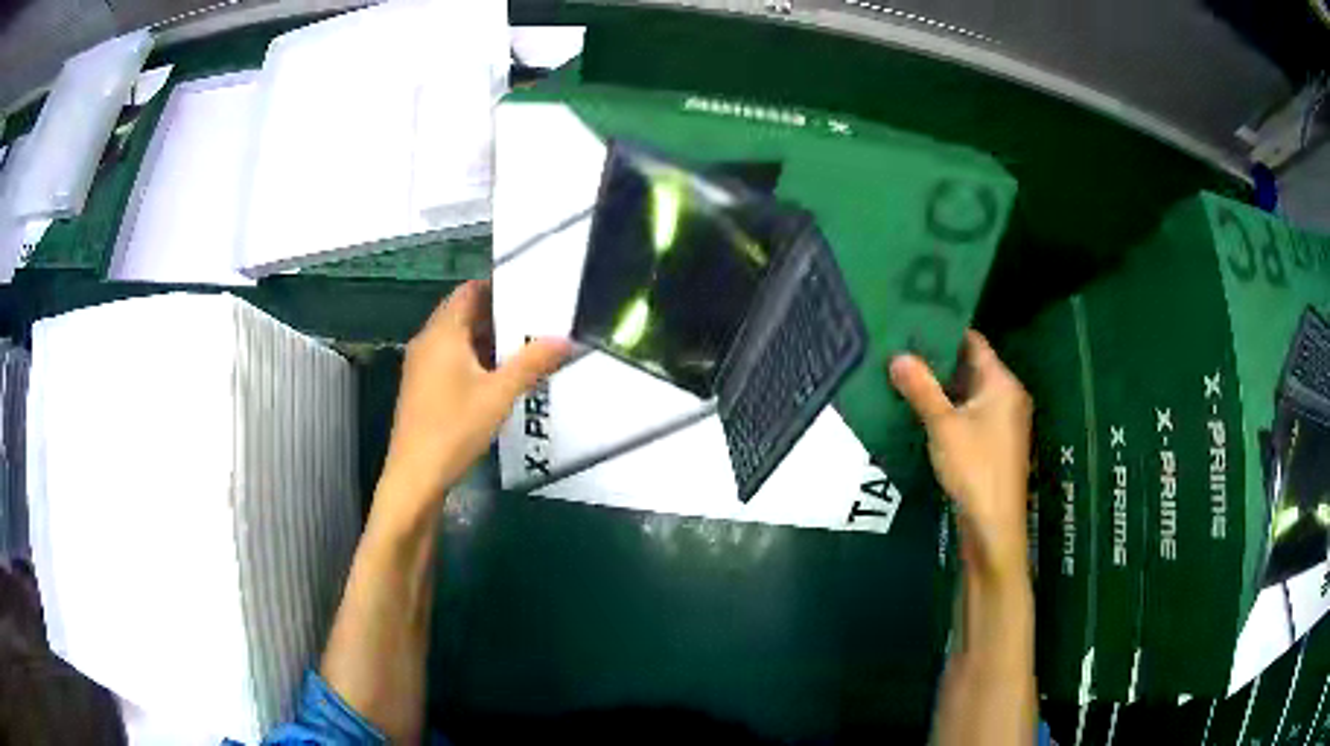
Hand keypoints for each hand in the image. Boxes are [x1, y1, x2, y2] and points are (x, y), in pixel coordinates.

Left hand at [376, 280, 568, 525]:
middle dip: (496, 315)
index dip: (497, 288)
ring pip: (455, 339)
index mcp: (443, 333)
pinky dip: (471, 359)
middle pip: (461, 313)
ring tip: (522, 347)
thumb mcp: (500, 394)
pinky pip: (448, 359)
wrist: (416, 476)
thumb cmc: (455, 427)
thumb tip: (566, 339)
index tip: (528, 293)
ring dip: (485, 339)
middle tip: (533, 320)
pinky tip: (496, 378)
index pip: (468, 291)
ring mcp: (420, 366)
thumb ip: (532, 362)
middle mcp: (427, 341)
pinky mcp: (421, 388)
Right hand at [889, 330, 1031, 583]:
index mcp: (1002, 383)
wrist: (993, 525)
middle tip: (901, 350)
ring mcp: (1004, 422)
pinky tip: (923, 412)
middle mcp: (1008, 397)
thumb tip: (897, 356)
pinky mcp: (995, 444)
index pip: (974, 343)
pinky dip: (950, 410)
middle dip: (938, 361)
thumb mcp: (943, 426)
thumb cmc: (974, 468)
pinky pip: (971, 415)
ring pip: (970, 393)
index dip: (945, 332)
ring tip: (905, 376)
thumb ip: (921, 389)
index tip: (914, 325)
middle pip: (972, 367)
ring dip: (942, 388)